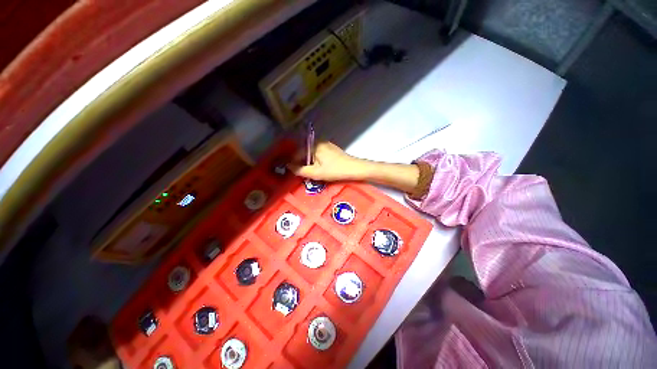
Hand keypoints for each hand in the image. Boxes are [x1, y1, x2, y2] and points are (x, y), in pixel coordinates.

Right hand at [288, 141, 366, 181]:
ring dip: (308, 162)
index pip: (297, 153)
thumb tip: (288, 166)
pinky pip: (318, 154)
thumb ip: (300, 170)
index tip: (290, 171)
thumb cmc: (335, 170)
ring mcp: (326, 144)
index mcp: (314, 145)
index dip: (293, 163)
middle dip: (301, 162)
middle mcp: (319, 142)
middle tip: (300, 173)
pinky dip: (315, 160)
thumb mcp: (316, 173)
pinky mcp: (331, 149)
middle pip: (304, 152)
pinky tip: (318, 168)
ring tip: (308, 172)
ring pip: (311, 153)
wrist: (354, 168)